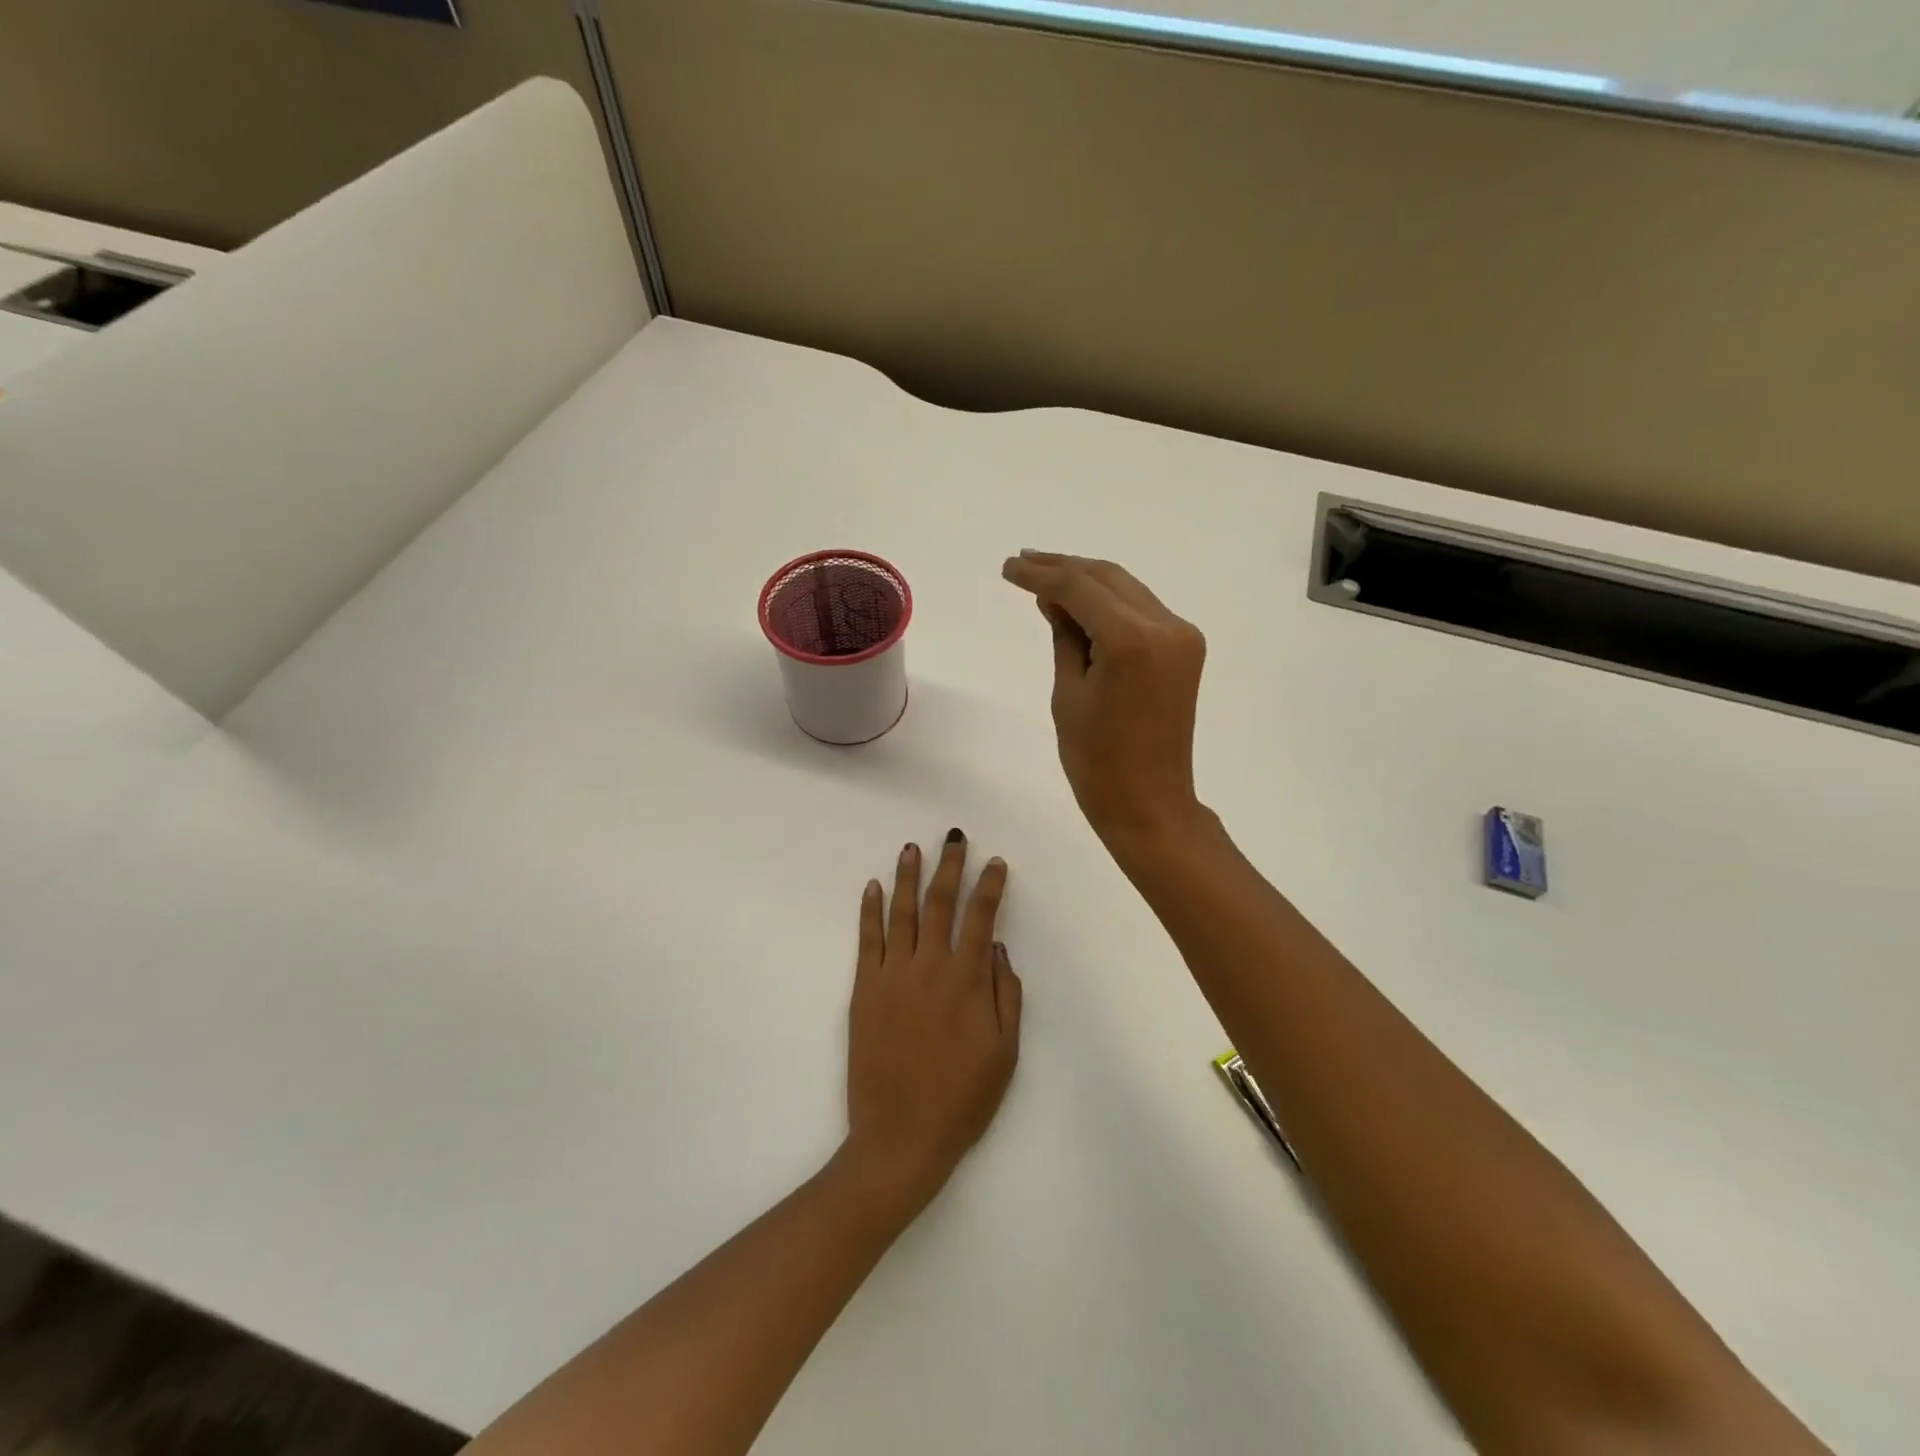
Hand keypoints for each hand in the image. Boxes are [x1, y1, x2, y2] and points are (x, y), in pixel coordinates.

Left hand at [843, 832, 1022, 1214]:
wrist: (900, 1136)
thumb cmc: (961, 1099)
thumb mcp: (1005, 1053)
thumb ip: (1006, 996)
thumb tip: (999, 949)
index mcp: (967, 981)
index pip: (981, 919)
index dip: (989, 887)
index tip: (995, 862)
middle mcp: (929, 967)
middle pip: (940, 904)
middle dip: (949, 867)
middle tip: (954, 838)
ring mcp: (892, 975)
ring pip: (901, 913)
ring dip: (907, 877)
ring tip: (911, 848)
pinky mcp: (863, 990)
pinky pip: (867, 940)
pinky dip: (869, 911)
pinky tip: (872, 887)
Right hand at [1000, 550, 1207, 840]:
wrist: (1149, 803)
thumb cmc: (1096, 761)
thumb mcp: (1068, 693)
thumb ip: (1064, 635)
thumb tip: (1052, 599)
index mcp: (1132, 640)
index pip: (1079, 587)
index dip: (1040, 574)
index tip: (1008, 568)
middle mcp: (1166, 626)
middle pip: (1108, 577)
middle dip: (1063, 567)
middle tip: (1022, 562)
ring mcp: (1181, 636)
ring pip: (1127, 589)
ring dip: (1087, 581)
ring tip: (1043, 577)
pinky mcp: (1185, 649)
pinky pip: (1141, 611)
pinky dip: (1109, 604)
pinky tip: (1078, 605)